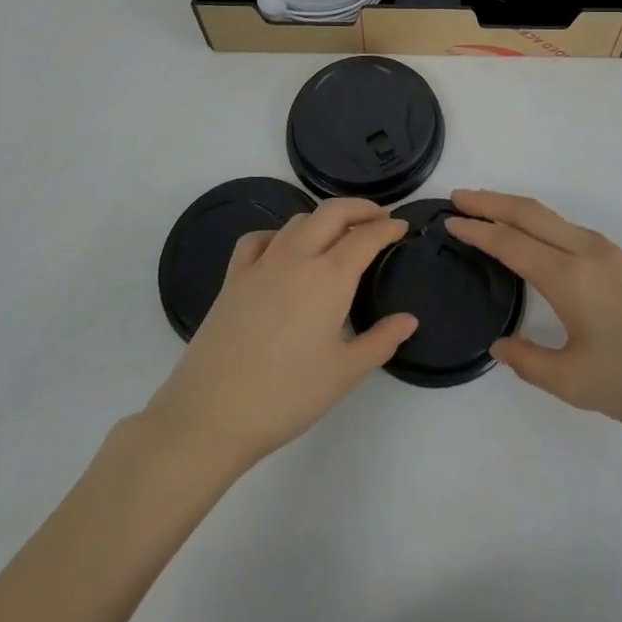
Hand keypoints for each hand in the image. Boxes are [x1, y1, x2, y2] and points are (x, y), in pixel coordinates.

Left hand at [143, 199, 417, 471]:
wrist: (212, 413)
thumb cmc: (287, 396)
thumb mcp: (344, 374)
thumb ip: (381, 341)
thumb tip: (409, 320)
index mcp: (329, 277)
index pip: (366, 237)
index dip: (388, 228)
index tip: (402, 226)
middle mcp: (297, 257)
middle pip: (332, 212)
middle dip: (360, 208)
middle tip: (379, 217)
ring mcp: (261, 264)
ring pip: (298, 221)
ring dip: (323, 218)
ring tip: (337, 233)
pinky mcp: (233, 278)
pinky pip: (258, 239)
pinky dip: (277, 234)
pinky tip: (282, 249)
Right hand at [447, 190, 621, 438]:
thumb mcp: (576, 383)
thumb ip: (529, 362)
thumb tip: (499, 345)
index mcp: (569, 277)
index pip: (510, 243)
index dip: (477, 229)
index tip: (450, 220)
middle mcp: (586, 252)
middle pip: (530, 213)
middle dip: (491, 201)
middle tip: (459, 197)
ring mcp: (611, 252)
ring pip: (553, 218)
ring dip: (517, 210)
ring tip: (491, 214)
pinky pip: (572, 229)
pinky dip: (542, 223)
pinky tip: (540, 241)